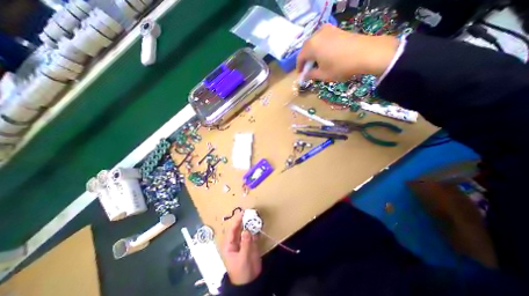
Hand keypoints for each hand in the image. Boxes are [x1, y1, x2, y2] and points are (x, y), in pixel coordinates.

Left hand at [222, 213, 261, 284]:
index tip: (242, 213)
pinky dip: (256, 229)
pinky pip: (253, 234)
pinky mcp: (251, 244)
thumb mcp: (243, 258)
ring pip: (247, 230)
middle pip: (239, 228)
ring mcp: (244, 242)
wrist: (251, 282)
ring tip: (255, 216)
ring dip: (251, 224)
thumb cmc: (242, 271)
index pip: (232, 230)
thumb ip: (245, 243)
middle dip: (244, 220)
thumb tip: (247, 230)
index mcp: (230, 245)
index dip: (237, 221)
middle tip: (250, 212)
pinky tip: (259, 224)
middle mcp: (236, 241)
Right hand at [296, 23, 398, 80]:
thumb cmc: (341, 67)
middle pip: (306, 49)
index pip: (300, 57)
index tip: (300, 74)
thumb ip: (311, 75)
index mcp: (311, 46)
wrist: (366, 53)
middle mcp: (317, 35)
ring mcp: (327, 30)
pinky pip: (322, 39)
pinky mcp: (336, 29)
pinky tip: (325, 55)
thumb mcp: (323, 75)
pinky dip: (320, 48)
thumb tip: (305, 75)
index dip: (299, 67)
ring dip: (312, 54)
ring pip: (314, 43)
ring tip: (317, 63)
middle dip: (305, 60)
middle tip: (308, 70)